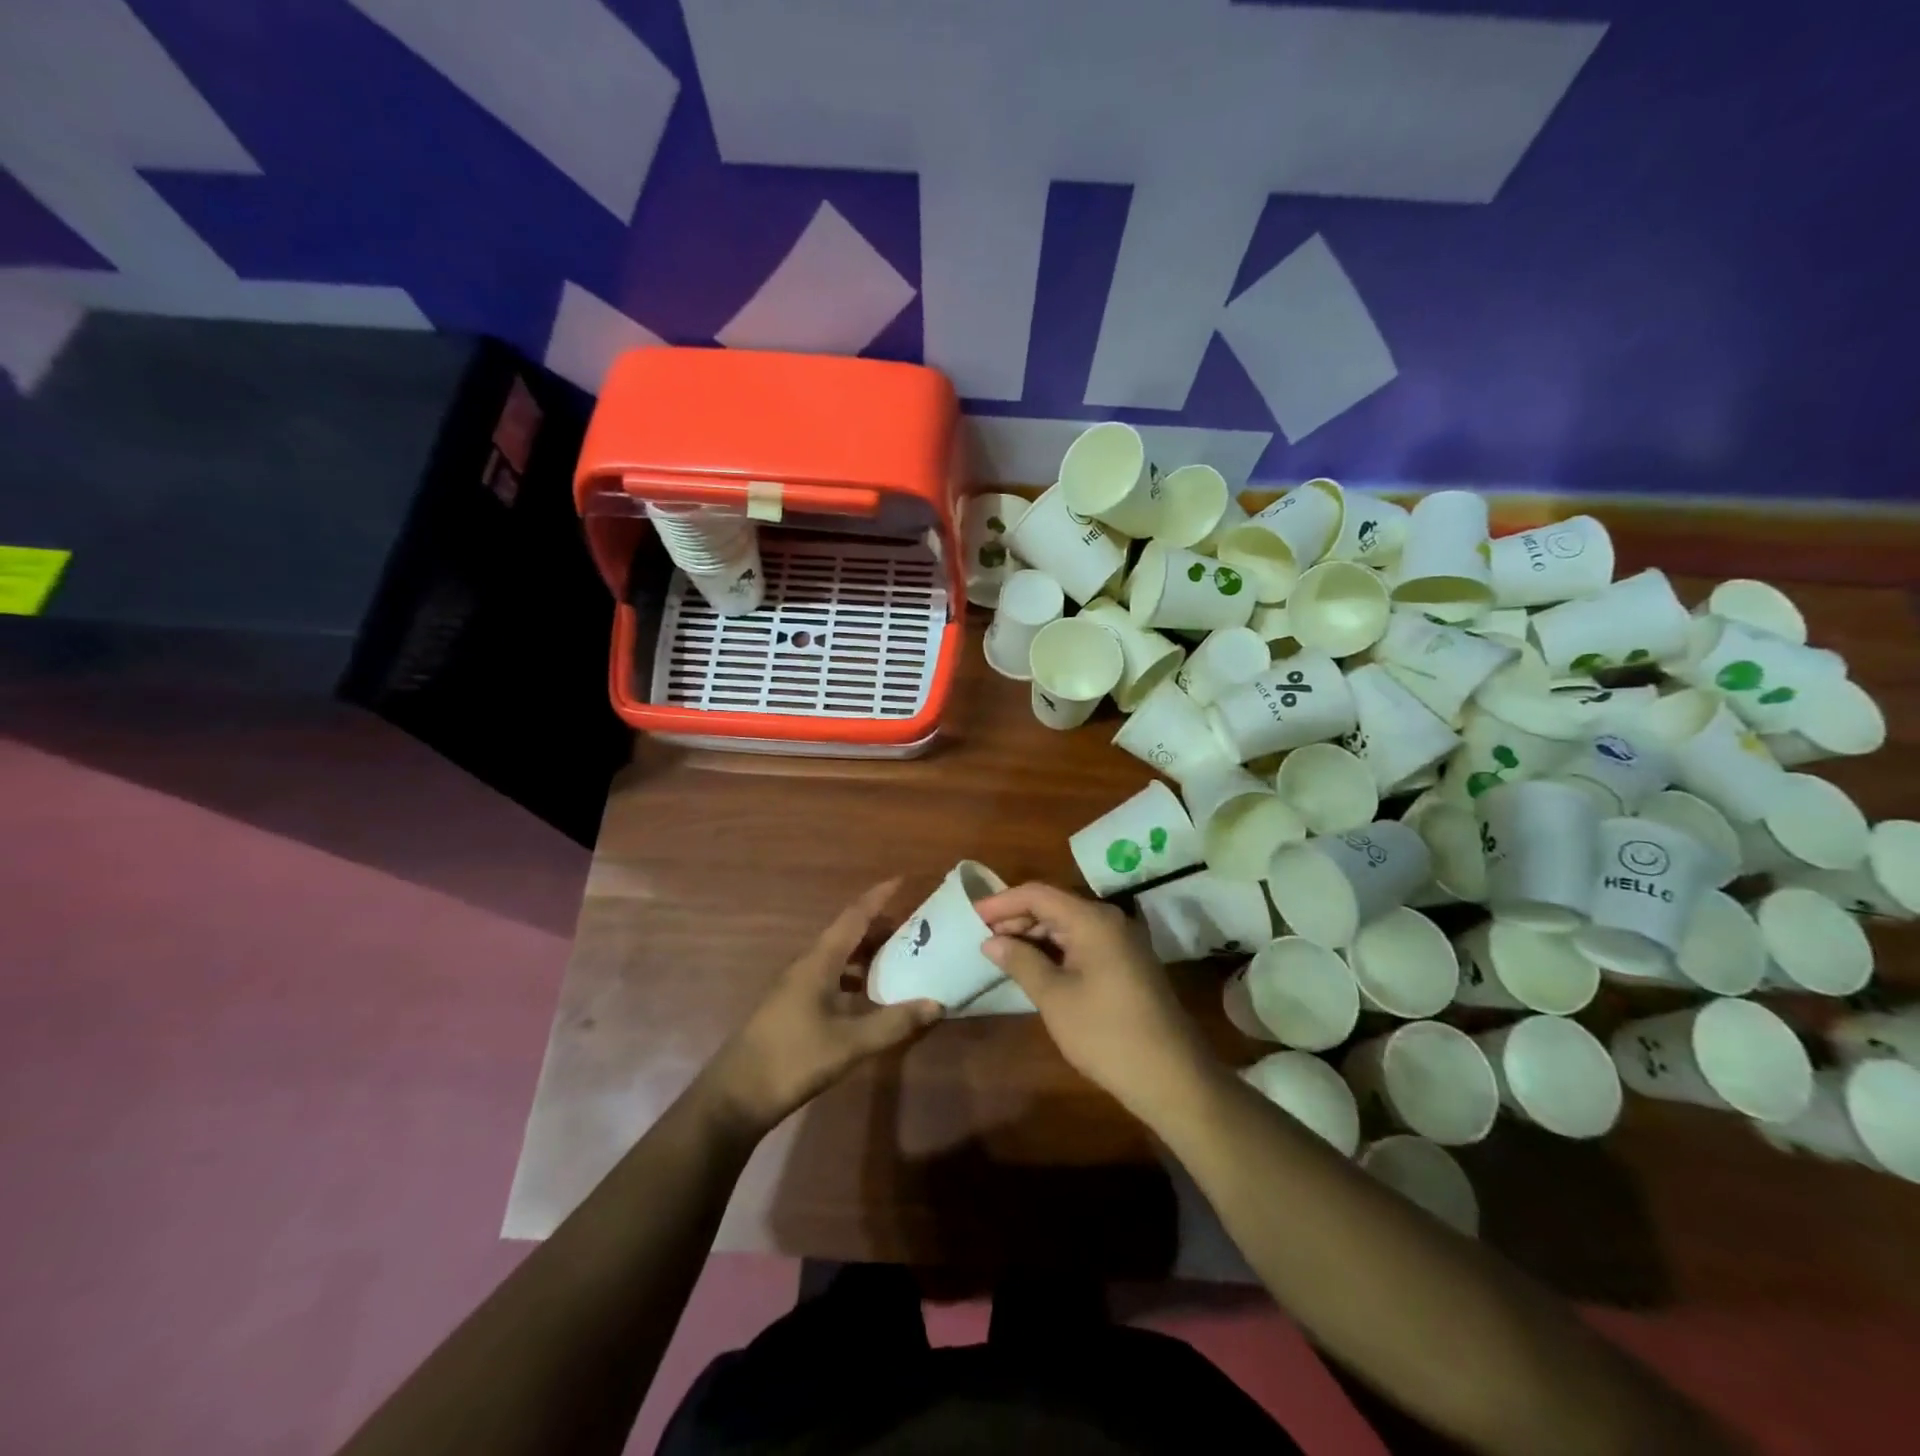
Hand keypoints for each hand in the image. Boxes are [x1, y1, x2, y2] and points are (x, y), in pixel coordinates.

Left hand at [702, 880, 943, 1136]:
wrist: (736, 1095)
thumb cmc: (793, 1059)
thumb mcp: (850, 1043)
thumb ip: (893, 1023)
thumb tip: (936, 1003)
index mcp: (819, 962)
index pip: (853, 917)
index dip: (878, 897)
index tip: (901, 880)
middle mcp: (807, 965)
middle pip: (846, 934)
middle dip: (879, 927)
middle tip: (914, 929)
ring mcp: (796, 987)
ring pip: (837, 957)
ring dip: (866, 953)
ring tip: (898, 959)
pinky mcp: (792, 1007)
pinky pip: (830, 977)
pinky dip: (853, 976)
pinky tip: (868, 996)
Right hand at [975, 882, 1212, 1124]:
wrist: (1171, 1076)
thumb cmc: (1106, 1034)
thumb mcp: (1055, 998)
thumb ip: (1020, 962)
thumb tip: (991, 941)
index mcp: (1093, 920)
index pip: (1038, 894)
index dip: (1002, 902)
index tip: (972, 917)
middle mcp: (1109, 920)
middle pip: (1054, 905)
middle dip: (1017, 918)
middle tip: (983, 938)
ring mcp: (1122, 941)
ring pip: (1068, 924)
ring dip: (1035, 935)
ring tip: (1002, 953)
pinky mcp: (1127, 962)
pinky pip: (1083, 942)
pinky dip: (1055, 949)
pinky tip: (1035, 966)